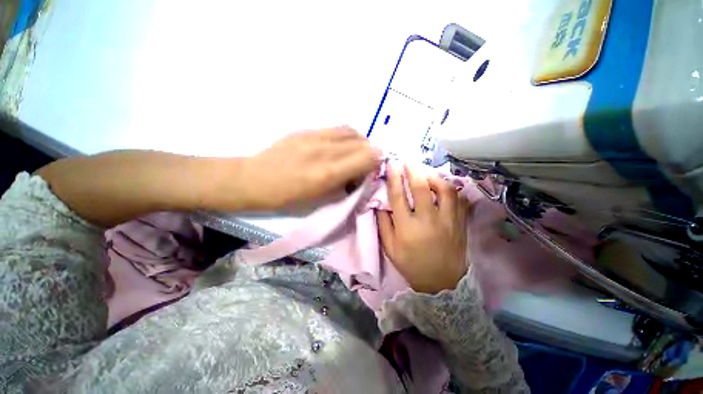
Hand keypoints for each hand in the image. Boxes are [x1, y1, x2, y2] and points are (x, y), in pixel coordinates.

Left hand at [238, 126, 380, 209]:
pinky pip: (336, 129)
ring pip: (352, 131)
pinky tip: (338, 146)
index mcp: (328, 173)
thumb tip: (360, 174)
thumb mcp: (320, 199)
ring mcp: (315, 136)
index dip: (376, 162)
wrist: (255, 179)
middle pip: (363, 143)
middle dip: (369, 154)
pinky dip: (346, 137)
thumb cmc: (288, 197)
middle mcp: (325, 151)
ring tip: (353, 153)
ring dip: (359, 142)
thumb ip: (345, 184)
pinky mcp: (306, 130)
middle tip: (362, 165)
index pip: (368, 157)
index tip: (372, 170)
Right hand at [378, 163, 470, 293]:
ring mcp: (448, 221)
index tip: (391, 164)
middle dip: (413, 170)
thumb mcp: (390, 248)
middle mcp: (427, 220)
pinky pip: (460, 200)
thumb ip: (383, 224)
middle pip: (421, 188)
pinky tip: (444, 186)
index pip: (398, 196)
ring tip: (426, 173)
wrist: (441, 283)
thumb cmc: (411, 265)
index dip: (393, 177)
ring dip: (434, 176)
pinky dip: (452, 189)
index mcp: (407, 227)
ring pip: (445, 190)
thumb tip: (381, 204)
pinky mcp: (460, 223)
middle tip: (407, 161)